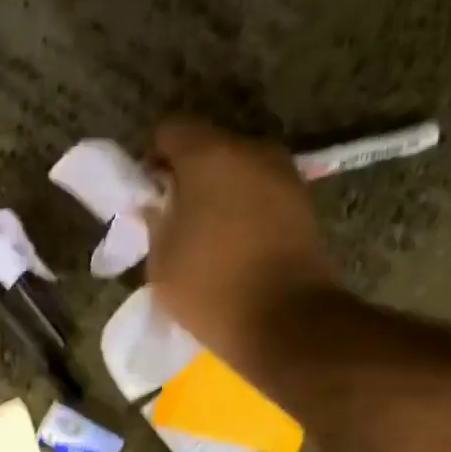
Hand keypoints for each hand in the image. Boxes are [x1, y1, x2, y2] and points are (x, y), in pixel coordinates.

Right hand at [147, 118, 345, 382]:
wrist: (286, 321)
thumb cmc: (209, 287)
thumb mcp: (160, 257)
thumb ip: (155, 218)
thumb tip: (157, 202)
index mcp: (210, 156)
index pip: (170, 130)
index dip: (153, 158)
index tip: (148, 194)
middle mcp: (252, 151)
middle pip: (208, 145)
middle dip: (187, 173)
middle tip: (172, 214)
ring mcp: (284, 174)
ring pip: (237, 168)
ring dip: (217, 190)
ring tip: (202, 231)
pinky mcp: (302, 201)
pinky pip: (259, 190)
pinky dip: (242, 205)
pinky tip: (231, 241)